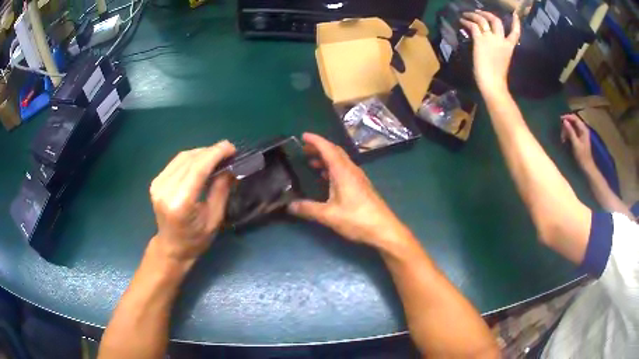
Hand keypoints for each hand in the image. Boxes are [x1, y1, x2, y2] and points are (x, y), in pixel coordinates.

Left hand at [149, 141, 235, 263]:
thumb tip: (230, 167)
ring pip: (182, 157)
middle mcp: (165, 190)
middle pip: (190, 159)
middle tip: (228, 152)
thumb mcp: (214, 218)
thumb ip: (221, 190)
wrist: (171, 247)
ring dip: (202, 153)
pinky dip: (191, 158)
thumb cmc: (195, 239)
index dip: (215, 154)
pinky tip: (202, 161)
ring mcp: (158, 185)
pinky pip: (176, 162)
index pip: (197, 168)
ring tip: (217, 156)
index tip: (232, 148)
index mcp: (180, 203)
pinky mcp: (156, 182)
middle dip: (211, 151)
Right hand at [288, 133, 409, 248]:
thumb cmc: (357, 219)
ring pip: (341, 161)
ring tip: (312, 163)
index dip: (315, 140)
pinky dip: (333, 168)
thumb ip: (308, 209)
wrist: (383, 229)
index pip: (328, 149)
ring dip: (326, 158)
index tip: (303, 136)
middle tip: (304, 149)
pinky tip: (327, 179)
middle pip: (335, 152)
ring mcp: (358, 178)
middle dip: (320, 148)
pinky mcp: (362, 187)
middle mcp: (351, 170)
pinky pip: (345, 170)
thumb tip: (289, 205)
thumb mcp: (329, 215)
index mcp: (343, 171)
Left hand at [460, 10, 520, 94]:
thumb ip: (499, 51)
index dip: (516, 23)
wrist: (493, 83)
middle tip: (479, 11)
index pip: (515, 33)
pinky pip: (473, 25)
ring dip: (474, 14)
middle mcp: (501, 40)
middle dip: (488, 14)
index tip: (515, 15)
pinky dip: (466, 21)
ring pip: (483, 19)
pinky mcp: (480, 40)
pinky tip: (462, 20)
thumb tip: (490, 46)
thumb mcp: (503, 61)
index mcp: (509, 47)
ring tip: (466, 13)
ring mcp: (490, 39)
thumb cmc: (497, 78)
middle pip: (497, 21)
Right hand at [561, 113, 593, 169]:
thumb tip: (564, 121)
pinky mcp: (579, 138)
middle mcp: (583, 129)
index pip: (574, 118)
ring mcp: (581, 133)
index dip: (567, 117)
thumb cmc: (582, 157)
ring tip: (563, 138)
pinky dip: (568, 134)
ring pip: (572, 127)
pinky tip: (565, 140)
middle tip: (561, 133)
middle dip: (566, 126)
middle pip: (573, 121)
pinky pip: (572, 132)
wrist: (587, 167)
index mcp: (583, 129)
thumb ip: (570, 132)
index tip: (560, 120)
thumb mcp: (576, 144)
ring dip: (566, 131)